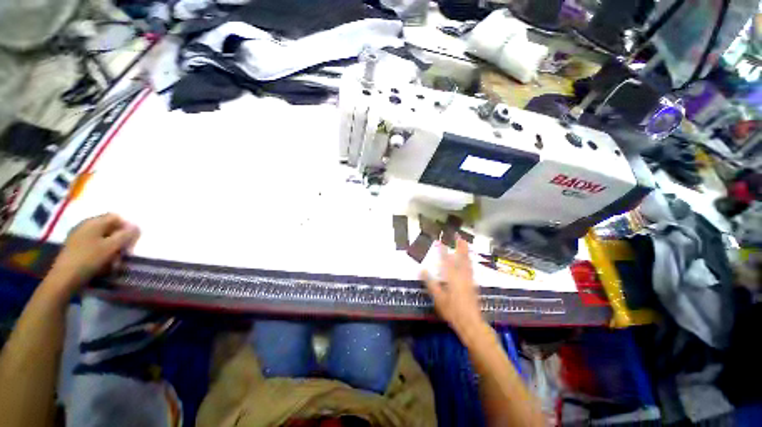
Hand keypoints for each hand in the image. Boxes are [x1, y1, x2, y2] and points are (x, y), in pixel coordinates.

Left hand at [46, 213, 139, 296]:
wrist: (64, 278)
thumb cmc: (89, 259)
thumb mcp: (111, 247)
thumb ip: (126, 235)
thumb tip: (136, 226)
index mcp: (94, 222)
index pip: (116, 217)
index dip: (126, 227)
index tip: (130, 241)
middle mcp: (85, 225)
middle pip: (109, 228)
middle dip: (118, 240)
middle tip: (123, 253)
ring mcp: (78, 237)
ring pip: (102, 239)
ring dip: (111, 249)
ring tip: (113, 262)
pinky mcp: (75, 248)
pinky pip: (93, 246)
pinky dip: (101, 253)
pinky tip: (102, 264)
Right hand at [420, 236, 484, 335]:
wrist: (470, 322)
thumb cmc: (452, 310)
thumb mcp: (437, 297)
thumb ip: (430, 282)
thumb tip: (421, 269)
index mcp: (451, 276)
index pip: (445, 260)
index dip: (442, 249)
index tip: (439, 240)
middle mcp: (461, 274)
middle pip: (461, 257)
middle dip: (459, 245)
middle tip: (459, 235)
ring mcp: (469, 279)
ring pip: (467, 261)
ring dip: (465, 251)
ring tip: (465, 243)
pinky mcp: (473, 284)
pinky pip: (471, 267)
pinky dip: (469, 260)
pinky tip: (468, 260)